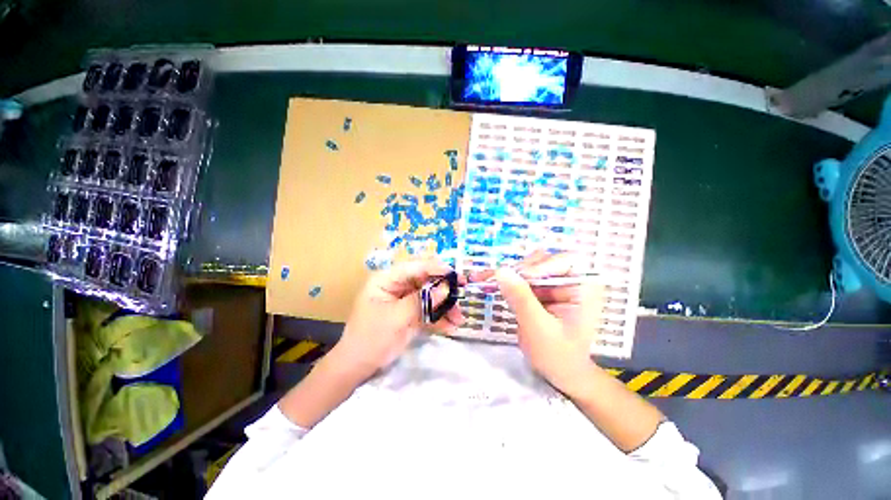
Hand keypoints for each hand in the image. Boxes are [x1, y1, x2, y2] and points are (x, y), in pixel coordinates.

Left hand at [334, 259, 464, 379]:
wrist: (357, 368)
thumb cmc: (370, 338)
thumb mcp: (396, 318)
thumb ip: (421, 302)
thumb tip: (446, 288)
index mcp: (387, 280)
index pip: (414, 267)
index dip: (435, 268)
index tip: (455, 275)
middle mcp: (397, 286)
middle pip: (425, 280)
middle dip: (443, 289)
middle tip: (462, 293)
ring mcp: (405, 300)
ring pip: (429, 296)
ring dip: (445, 306)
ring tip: (459, 318)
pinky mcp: (410, 314)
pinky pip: (428, 311)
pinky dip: (439, 318)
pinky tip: (451, 326)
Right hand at [476, 251, 603, 394]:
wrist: (561, 373)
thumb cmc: (558, 355)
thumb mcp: (539, 327)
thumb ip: (521, 298)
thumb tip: (501, 271)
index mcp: (585, 288)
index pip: (564, 260)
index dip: (541, 265)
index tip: (519, 279)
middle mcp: (571, 280)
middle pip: (544, 260)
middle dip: (520, 270)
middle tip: (499, 280)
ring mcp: (555, 284)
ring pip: (530, 266)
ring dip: (511, 274)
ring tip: (492, 282)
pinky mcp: (542, 290)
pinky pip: (522, 278)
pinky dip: (507, 281)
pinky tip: (490, 282)